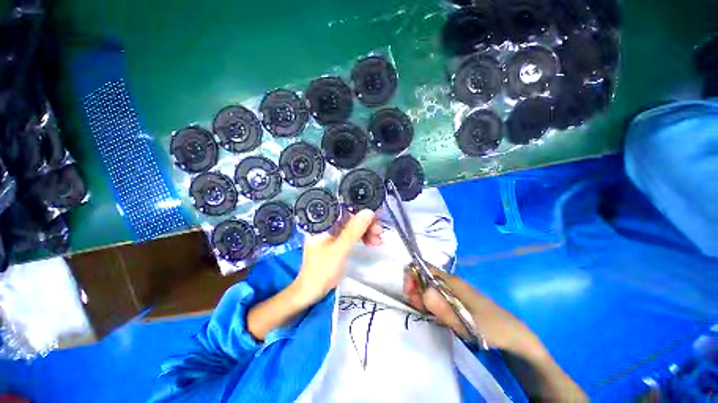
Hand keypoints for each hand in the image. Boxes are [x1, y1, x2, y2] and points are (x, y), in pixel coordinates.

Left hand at [293, 209, 381, 305]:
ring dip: (366, 231)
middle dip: (366, 223)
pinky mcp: (337, 241)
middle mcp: (327, 225)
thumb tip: (368, 212)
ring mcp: (332, 233)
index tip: (375, 216)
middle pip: (350, 217)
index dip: (361, 211)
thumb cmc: (321, 270)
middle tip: (379, 231)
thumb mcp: (339, 249)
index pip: (344, 209)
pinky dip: (362, 237)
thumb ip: (353, 231)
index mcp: (322, 223)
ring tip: (377, 240)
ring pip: (353, 226)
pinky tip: (371, 242)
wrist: (311, 291)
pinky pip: (352, 235)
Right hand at [403, 269, 545, 358]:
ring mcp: (453, 290)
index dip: (412, 275)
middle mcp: (450, 282)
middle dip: (415, 288)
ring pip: (428, 286)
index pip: (424, 267)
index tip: (409, 293)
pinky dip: (428, 301)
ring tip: (424, 312)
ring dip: (420, 296)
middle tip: (417, 307)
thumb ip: (444, 309)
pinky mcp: (455, 299)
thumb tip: (422, 292)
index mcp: (452, 281)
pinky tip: (432, 313)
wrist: (514, 336)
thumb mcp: (466, 323)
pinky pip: (435, 294)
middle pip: (424, 276)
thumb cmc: (491, 327)